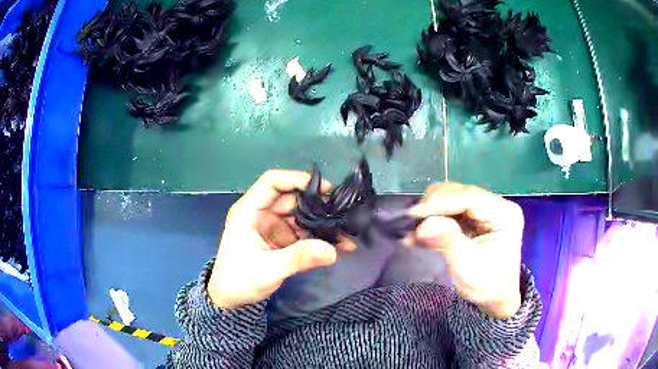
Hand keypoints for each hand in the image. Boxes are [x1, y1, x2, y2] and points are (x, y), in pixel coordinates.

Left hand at [208, 170, 352, 308]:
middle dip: (319, 205)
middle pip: (293, 199)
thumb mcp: (267, 270)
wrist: (230, 299)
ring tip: (348, 233)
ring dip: (323, 223)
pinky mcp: (281, 240)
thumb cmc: (239, 280)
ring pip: (301, 215)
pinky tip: (339, 245)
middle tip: (345, 214)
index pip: (273, 182)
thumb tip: (332, 250)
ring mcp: (273, 227)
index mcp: (249, 211)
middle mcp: (262, 214)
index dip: (298, 179)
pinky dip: (320, 238)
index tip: (326, 189)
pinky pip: (303, 233)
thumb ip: (298, 258)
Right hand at [411, 183, 523, 318]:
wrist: (496, 299)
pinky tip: (419, 231)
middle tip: (410, 223)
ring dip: (431, 211)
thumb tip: (422, 226)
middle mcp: (496, 205)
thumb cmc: (487, 285)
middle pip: (460, 193)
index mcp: (504, 214)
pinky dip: (433, 218)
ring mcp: (486, 210)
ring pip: (453, 198)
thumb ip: (447, 242)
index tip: (414, 214)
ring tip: (413, 229)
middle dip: (433, 206)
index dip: (440, 202)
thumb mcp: (468, 267)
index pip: (470, 197)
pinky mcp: (475, 218)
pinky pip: (450, 209)